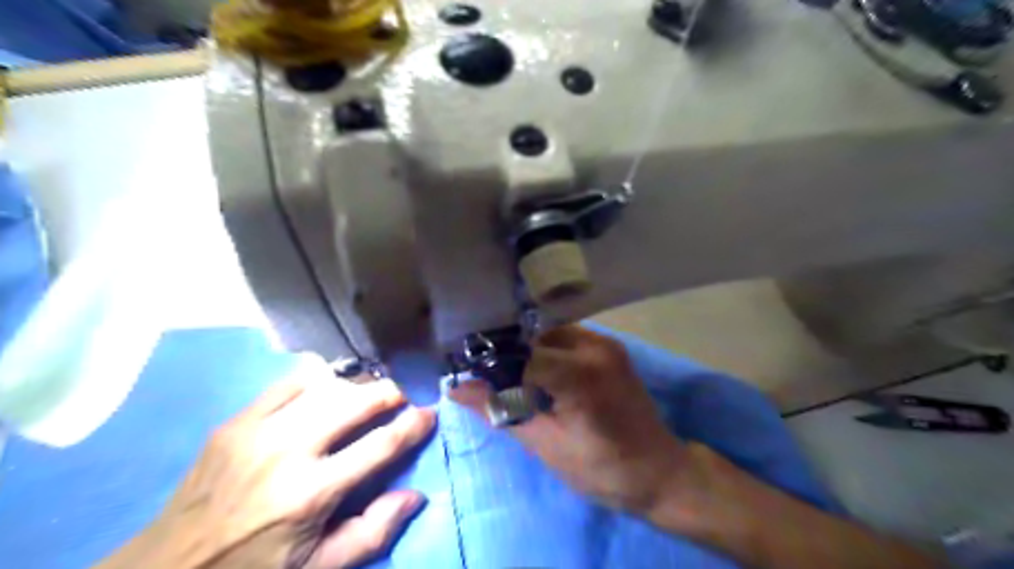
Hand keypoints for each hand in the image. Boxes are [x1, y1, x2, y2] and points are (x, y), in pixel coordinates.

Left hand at [96, 356, 440, 567]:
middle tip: (403, 396)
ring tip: (369, 393)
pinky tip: (328, 389)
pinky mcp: (237, 420)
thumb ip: (373, 532)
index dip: (413, 424)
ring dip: (358, 386)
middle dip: (390, 393)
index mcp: (312, 493)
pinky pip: (290, 382)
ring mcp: (259, 430)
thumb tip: (415, 495)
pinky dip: (318, 379)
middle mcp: (289, 452)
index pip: (381, 445)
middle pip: (357, 402)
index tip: (430, 413)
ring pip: (327, 386)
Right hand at [451, 324, 697, 515]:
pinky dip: (545, 352)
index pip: (519, 355)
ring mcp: (605, 342)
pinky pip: (565, 339)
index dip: (490, 366)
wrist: (662, 473)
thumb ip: (501, 411)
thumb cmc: (605, 471)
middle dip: (506, 358)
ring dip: (526, 354)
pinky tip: (538, 376)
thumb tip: (456, 388)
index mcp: (581, 374)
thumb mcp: (547, 445)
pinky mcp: (609, 347)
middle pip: (532, 338)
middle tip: (486, 382)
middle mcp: (594, 346)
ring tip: (512, 381)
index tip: (468, 379)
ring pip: (547, 334)